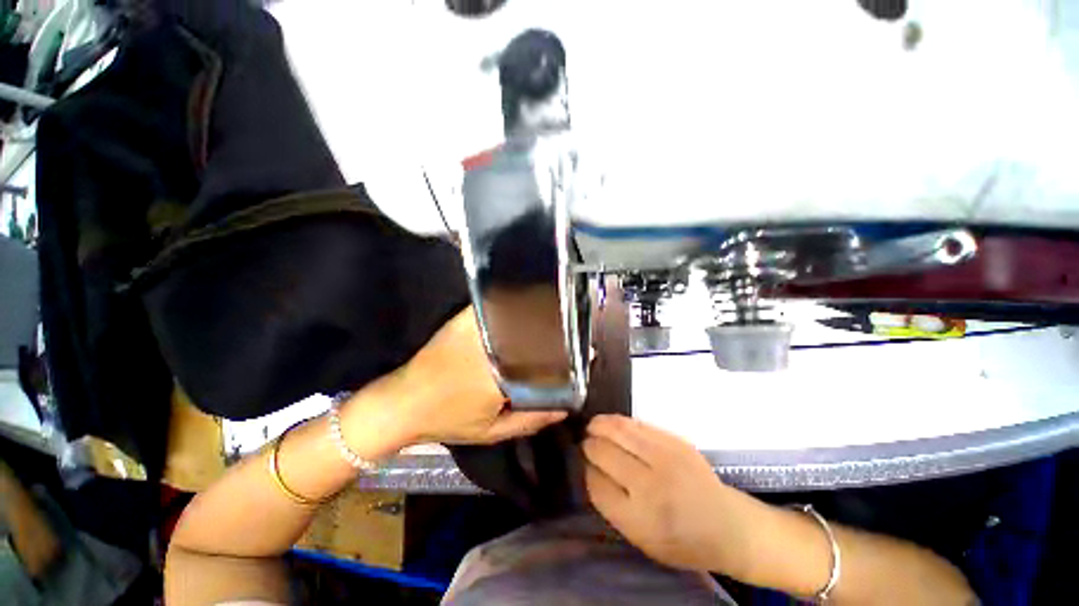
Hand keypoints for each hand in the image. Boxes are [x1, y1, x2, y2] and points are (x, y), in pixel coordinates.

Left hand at [377, 307, 565, 445]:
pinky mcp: (463, 320)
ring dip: (539, 314)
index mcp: (503, 376)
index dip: (569, 355)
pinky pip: (494, 306)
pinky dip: (511, 303)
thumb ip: (530, 420)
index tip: (587, 352)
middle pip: (536, 332)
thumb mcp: (492, 432)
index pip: (546, 359)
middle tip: (574, 333)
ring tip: (557, 316)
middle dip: (559, 331)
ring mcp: (477, 329)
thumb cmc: (448, 420)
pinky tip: (524, 303)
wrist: (402, 403)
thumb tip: (564, 408)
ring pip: (518, 315)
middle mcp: (494, 347)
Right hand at [583, 415, 769, 574]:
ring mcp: (665, 458)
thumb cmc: (681, 541)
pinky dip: (618, 421)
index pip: (595, 483)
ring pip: (618, 430)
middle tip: (584, 443)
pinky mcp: (675, 441)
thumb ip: (611, 505)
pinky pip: (637, 423)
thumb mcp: (640, 538)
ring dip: (599, 425)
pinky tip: (612, 423)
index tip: (582, 463)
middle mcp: (650, 485)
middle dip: (588, 444)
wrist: (728, 526)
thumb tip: (589, 467)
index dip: (584, 469)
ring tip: (592, 427)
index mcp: (639, 518)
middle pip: (603, 452)